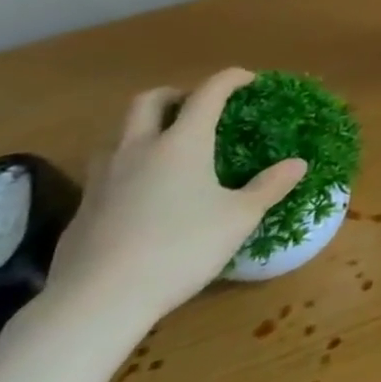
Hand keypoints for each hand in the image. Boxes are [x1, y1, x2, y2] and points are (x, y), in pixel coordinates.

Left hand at [44, 69, 306, 328]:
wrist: (97, 301)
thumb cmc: (181, 248)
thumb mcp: (239, 218)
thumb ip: (269, 186)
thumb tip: (297, 163)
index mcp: (182, 143)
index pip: (207, 94)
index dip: (229, 79)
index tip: (248, 79)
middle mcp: (138, 150)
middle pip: (147, 101)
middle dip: (175, 94)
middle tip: (196, 105)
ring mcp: (103, 179)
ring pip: (117, 134)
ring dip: (142, 128)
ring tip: (165, 147)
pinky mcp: (83, 209)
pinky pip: (105, 170)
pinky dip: (128, 166)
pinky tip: (142, 193)